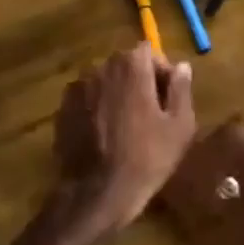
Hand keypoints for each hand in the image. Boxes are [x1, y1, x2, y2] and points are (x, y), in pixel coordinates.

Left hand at [55, 45, 196, 231]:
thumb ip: (181, 89)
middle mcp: (100, 67)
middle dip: (139, 81)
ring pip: (105, 82)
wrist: (97, 193)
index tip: (167, 98)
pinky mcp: (62, 108)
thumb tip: (181, 66)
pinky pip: (87, 99)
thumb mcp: (179, 126)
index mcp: (131, 66)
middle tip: (150, 114)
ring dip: (117, 94)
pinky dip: (97, 108)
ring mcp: (77, 87)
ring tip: (126, 127)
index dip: (161, 72)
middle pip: (125, 64)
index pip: (149, 51)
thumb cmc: (147, 158)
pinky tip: (105, 135)